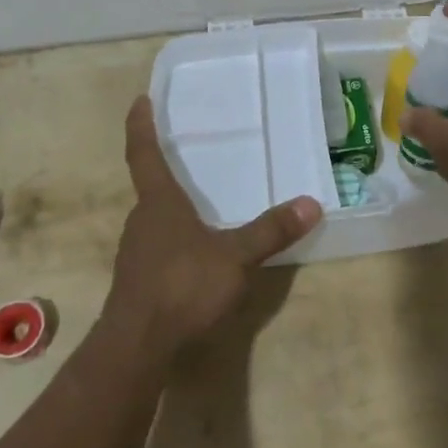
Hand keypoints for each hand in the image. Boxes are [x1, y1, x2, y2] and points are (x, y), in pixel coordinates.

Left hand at [105, 96, 322, 358]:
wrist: (136, 347)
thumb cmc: (182, 286)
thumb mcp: (235, 257)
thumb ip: (270, 231)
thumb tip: (311, 203)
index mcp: (159, 203)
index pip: (144, 154)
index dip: (141, 126)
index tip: (139, 100)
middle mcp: (142, 221)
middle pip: (151, 188)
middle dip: (166, 172)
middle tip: (188, 159)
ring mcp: (136, 253)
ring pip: (155, 221)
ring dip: (172, 211)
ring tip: (200, 208)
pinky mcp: (137, 281)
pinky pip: (158, 248)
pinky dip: (174, 241)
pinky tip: (195, 256)